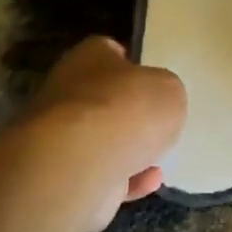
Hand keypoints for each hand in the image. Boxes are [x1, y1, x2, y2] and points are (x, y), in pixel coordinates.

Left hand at [18, 36, 186, 231]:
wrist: (80, 165)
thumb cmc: (127, 110)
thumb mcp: (169, 90)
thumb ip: (165, 93)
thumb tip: (156, 104)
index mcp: (88, 59)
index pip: (107, 51)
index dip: (131, 62)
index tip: (152, 77)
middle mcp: (68, 93)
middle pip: (103, 98)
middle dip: (128, 111)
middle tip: (159, 120)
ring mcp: (62, 138)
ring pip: (101, 139)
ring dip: (128, 148)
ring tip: (160, 154)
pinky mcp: (65, 177)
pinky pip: (103, 175)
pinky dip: (127, 179)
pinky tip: (152, 180)